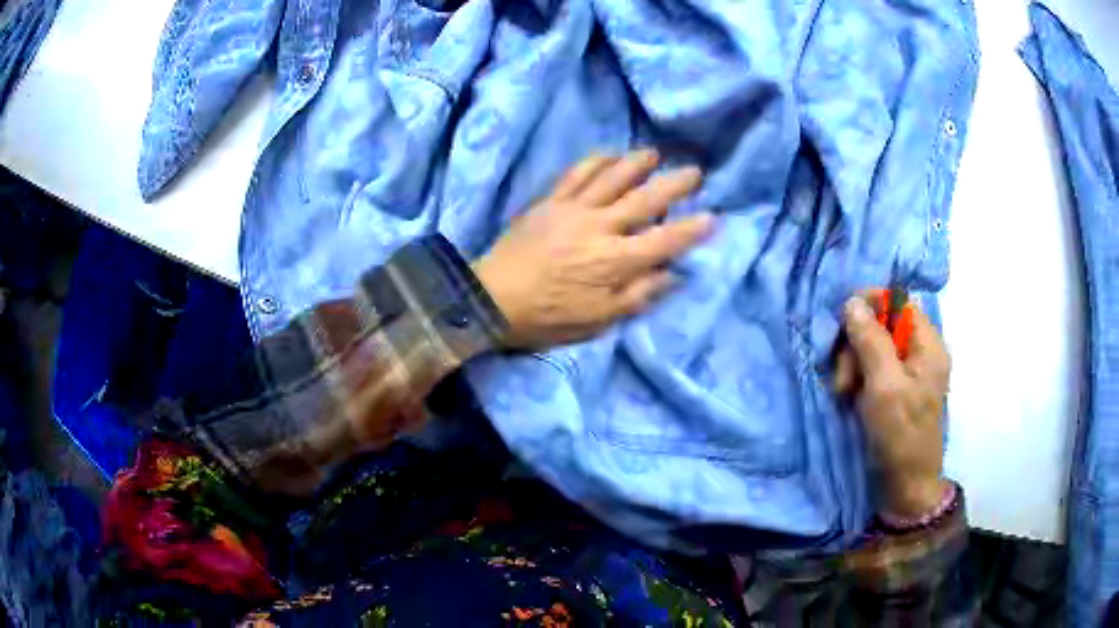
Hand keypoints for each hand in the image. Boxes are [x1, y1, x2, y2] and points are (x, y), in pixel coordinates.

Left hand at [472, 150, 712, 349]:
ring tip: (655, 153)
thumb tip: (672, 275)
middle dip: (674, 184)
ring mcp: (573, 209)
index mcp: (614, 262)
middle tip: (695, 171)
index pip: (664, 241)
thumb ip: (638, 296)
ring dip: (637, 163)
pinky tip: (608, 154)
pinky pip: (576, 173)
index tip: (713, 217)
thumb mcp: (598, 321)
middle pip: (645, 200)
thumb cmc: (547, 317)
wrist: (491, 299)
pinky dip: (595, 160)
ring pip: (612, 177)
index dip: (690, 229)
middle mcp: (600, 227)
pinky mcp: (550, 201)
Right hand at [834, 293, 951, 519]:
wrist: (905, 487)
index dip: (870, 305)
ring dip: (852, 365)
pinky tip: (849, 398)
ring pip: (872, 347)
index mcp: (928, 345)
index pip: (898, 301)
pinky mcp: (895, 390)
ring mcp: (908, 373)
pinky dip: (856, 380)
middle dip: (856, 344)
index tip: (843, 324)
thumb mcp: (884, 386)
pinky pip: (871, 369)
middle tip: (844, 377)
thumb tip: (852, 302)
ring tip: (844, 393)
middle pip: (882, 324)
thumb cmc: (900, 436)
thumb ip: (870, 341)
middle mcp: (920, 352)